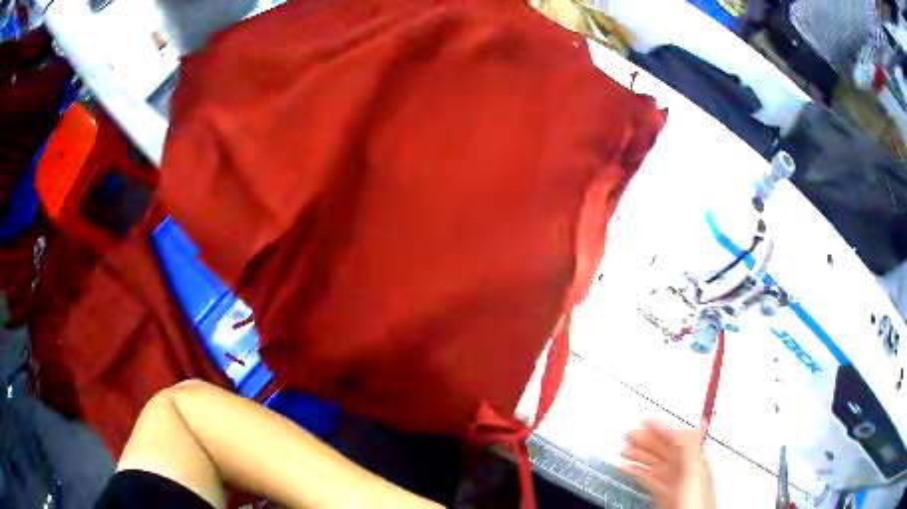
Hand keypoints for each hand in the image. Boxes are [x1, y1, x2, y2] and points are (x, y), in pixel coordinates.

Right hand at [619, 420, 715, 508]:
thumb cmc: (696, 501)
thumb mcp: (693, 471)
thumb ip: (689, 449)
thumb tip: (687, 427)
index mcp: (693, 460)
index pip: (675, 437)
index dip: (659, 426)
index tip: (644, 420)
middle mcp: (683, 469)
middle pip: (662, 449)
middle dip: (645, 439)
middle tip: (629, 433)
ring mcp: (673, 482)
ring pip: (653, 463)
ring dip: (638, 455)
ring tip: (624, 449)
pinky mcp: (663, 494)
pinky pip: (649, 478)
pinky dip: (637, 472)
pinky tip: (628, 468)